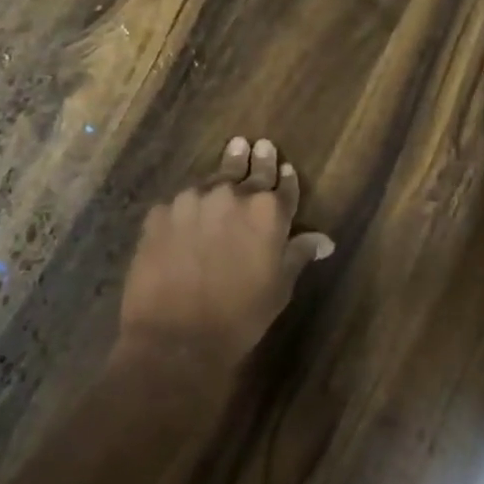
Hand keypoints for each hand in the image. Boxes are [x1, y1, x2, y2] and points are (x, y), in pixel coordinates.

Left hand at [117, 136, 334, 372]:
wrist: (175, 339)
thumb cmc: (239, 317)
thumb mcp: (279, 287)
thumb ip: (298, 254)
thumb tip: (324, 240)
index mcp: (268, 211)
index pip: (283, 185)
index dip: (285, 177)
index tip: (284, 167)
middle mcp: (232, 195)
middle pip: (248, 170)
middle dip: (255, 158)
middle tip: (256, 144)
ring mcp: (192, 200)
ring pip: (212, 181)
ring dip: (221, 179)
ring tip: (225, 167)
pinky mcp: (159, 213)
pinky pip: (178, 204)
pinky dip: (187, 208)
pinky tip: (185, 217)